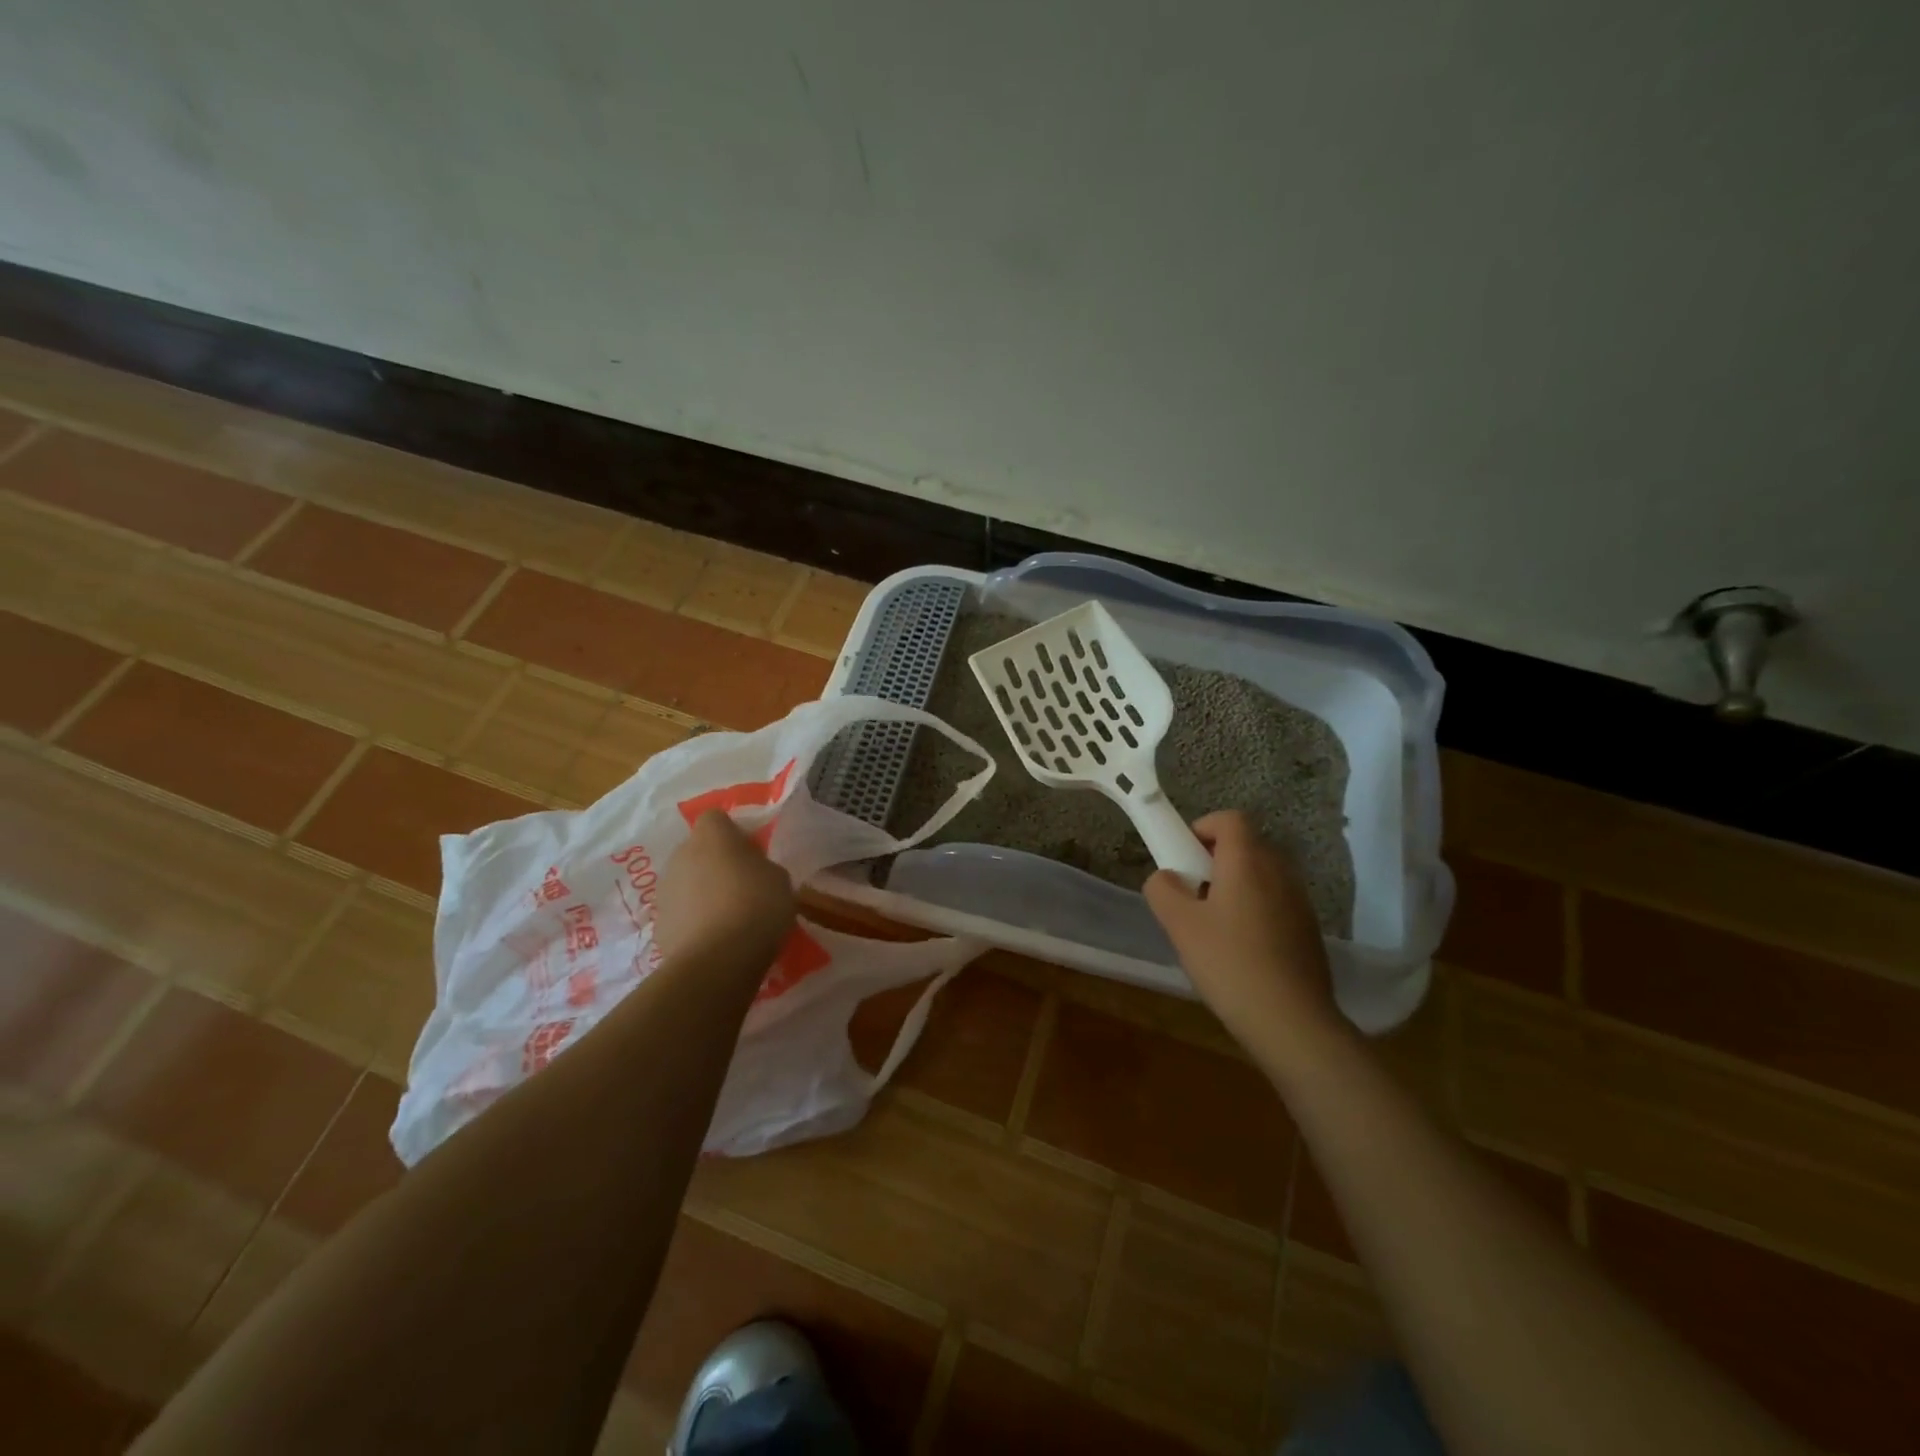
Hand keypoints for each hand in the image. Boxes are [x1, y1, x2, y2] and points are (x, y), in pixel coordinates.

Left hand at [656, 811, 796, 974]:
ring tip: (729, 918)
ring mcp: (664, 890)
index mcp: (712, 836)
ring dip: (703, 892)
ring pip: (687, 882)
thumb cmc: (757, 906)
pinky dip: (694, 921)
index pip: (716, 818)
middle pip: (698, 850)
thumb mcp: (779, 879)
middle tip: (743, 886)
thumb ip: (762, 866)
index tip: (752, 853)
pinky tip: (715, 940)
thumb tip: (753, 871)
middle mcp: (681, 855)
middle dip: (716, 863)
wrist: (717, 961)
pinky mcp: (659, 924)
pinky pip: (681, 913)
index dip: (734, 833)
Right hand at [1144, 811, 1344, 1067]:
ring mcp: (1299, 901)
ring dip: (1234, 887)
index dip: (1202, 828)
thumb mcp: (1180, 925)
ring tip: (1213, 928)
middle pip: (1245, 845)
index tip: (1183, 859)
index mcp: (1248, 861)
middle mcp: (1279, 872)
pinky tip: (1239, 952)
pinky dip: (1254, 911)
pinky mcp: (1308, 930)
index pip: (1230, 819)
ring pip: (1260, 876)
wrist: (1293, 1022)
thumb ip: (1163, 890)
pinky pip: (1274, 902)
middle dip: (1214, 861)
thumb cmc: (1230, 964)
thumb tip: (1167, 878)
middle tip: (1192, 895)